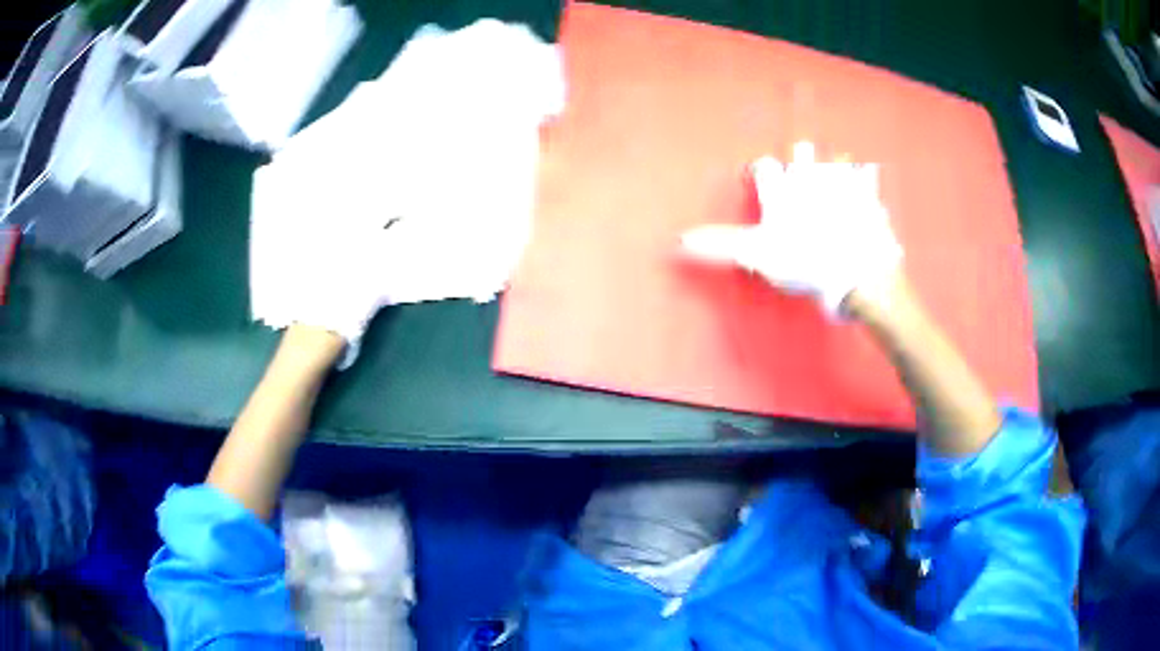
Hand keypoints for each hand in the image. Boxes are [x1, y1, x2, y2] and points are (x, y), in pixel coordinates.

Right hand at [682, 142, 901, 314]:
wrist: (856, 272)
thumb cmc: (803, 262)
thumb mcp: (756, 256)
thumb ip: (719, 244)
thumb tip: (679, 239)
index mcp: (782, 188)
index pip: (765, 167)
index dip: (763, 175)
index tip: (764, 185)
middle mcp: (810, 176)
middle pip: (803, 151)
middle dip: (801, 160)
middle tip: (803, 179)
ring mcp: (843, 182)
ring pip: (838, 158)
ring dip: (836, 166)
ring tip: (836, 182)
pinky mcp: (869, 196)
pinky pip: (869, 181)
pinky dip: (867, 186)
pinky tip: (866, 196)